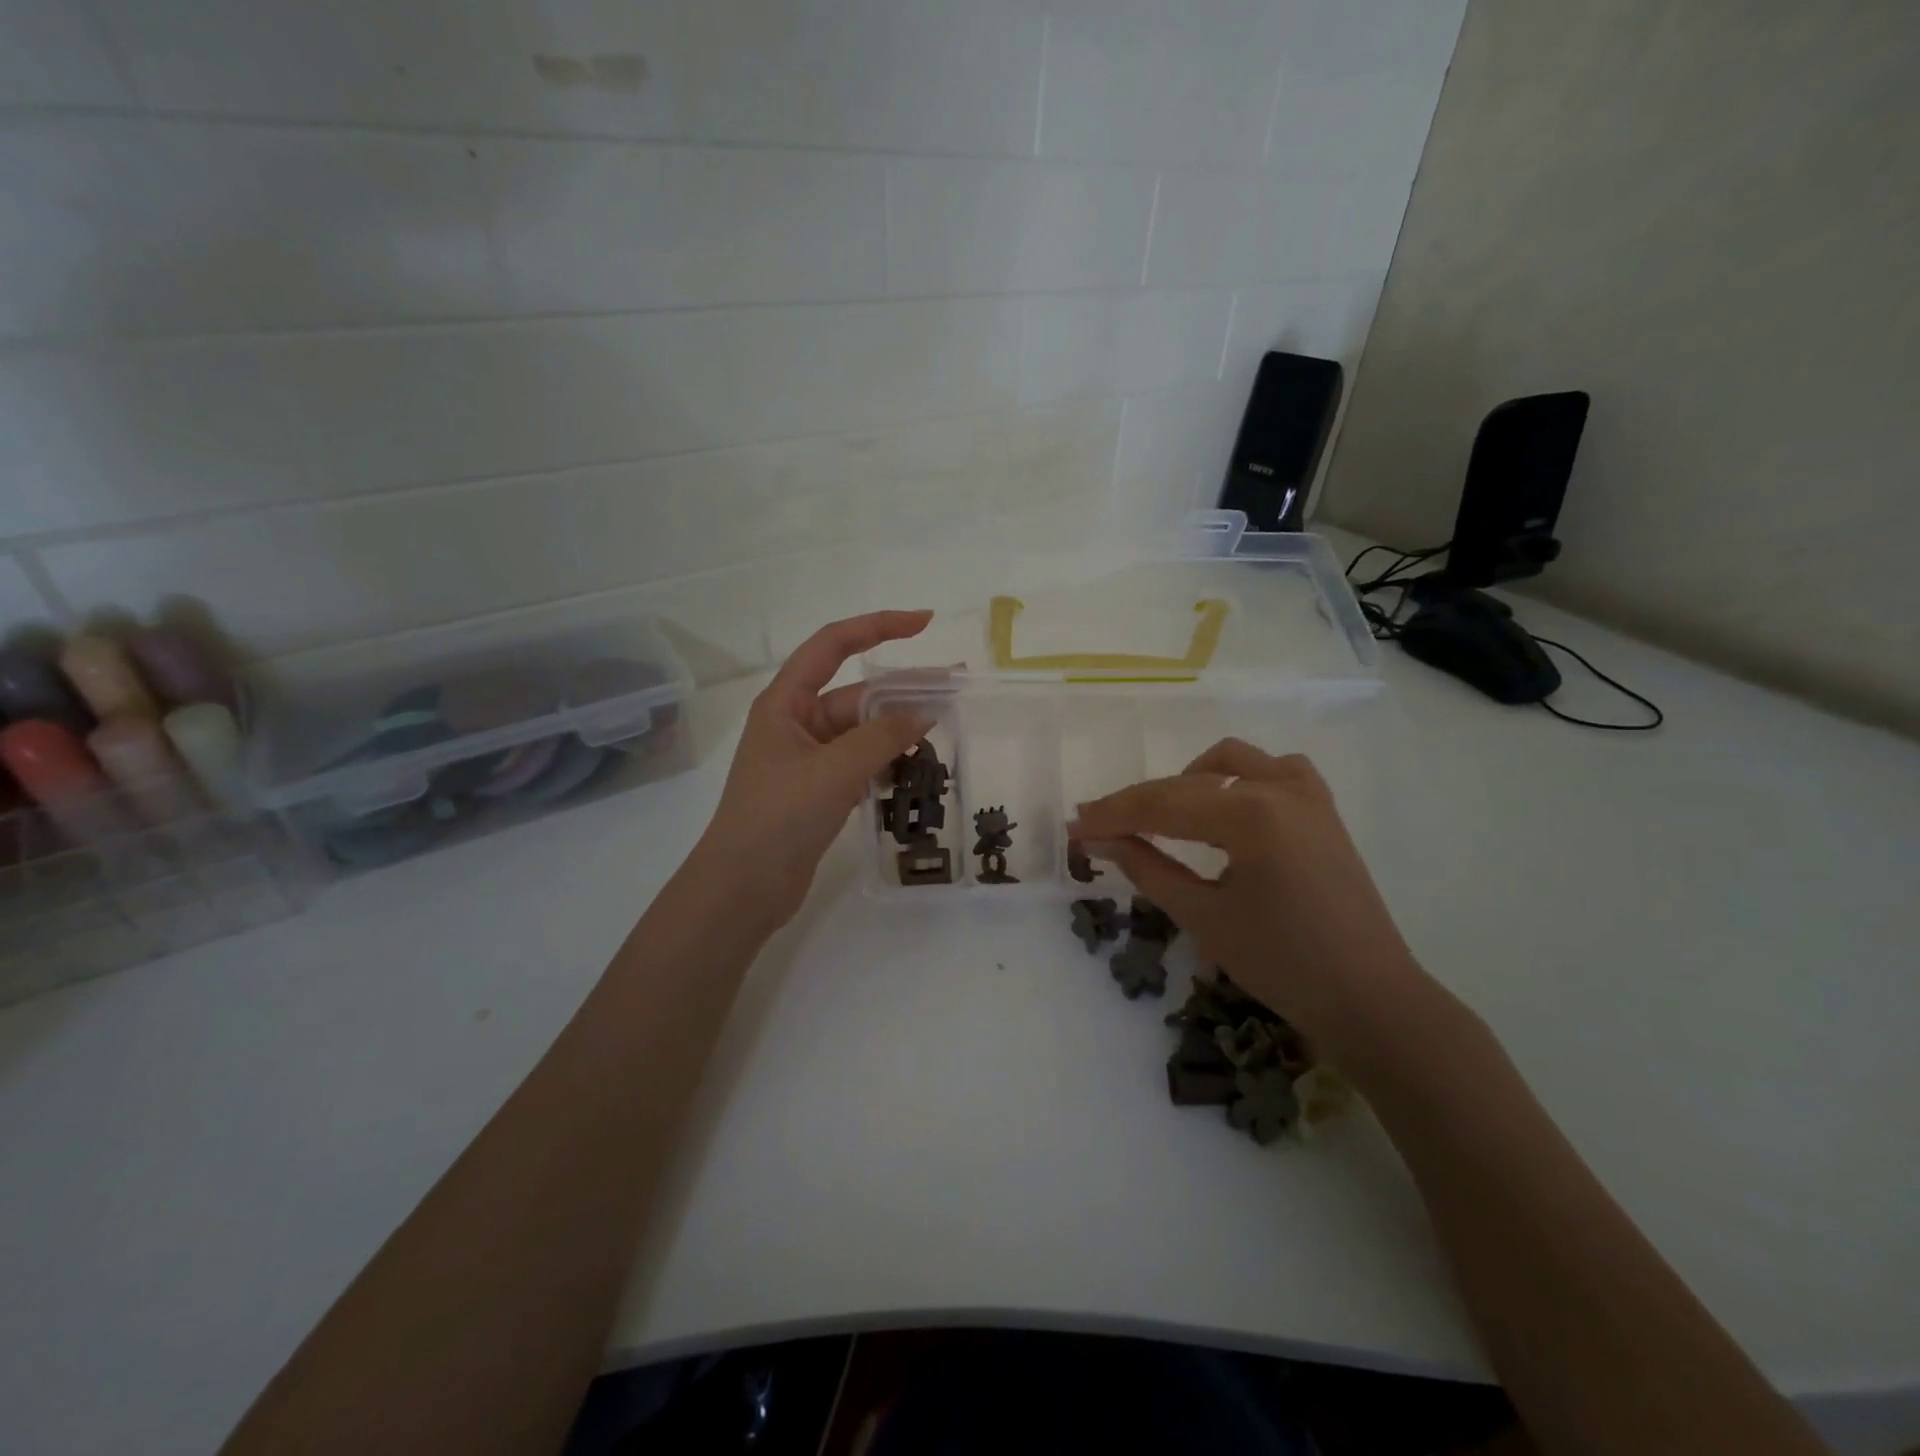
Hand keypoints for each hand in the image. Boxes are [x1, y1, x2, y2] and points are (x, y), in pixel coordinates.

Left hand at [693, 611, 934, 932]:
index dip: (878, 626)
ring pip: (862, 733)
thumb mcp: (834, 770)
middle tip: (954, 688)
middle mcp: (796, 724)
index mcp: (786, 703)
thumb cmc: (779, 816)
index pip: (833, 645)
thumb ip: (882, 738)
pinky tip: (918, 771)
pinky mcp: (819, 791)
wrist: (743, 888)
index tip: (924, 623)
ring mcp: (808, 760)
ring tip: (945, 735)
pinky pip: (861, 764)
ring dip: (898, 732)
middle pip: (856, 694)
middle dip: (902, 690)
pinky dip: (887, 763)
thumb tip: (923, 715)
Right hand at [1068, 738, 1432, 1068]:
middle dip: (1138, 802)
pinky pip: (1274, 771)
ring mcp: (1307, 795)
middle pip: (1188, 783)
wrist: (1369, 999)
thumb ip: (1146, 868)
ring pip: (1230, 762)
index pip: (1163, 806)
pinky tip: (1226, 806)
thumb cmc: (1282, 964)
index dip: (1112, 816)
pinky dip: (1240, 778)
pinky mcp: (1322, 810)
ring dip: (1188, 781)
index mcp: (1252, 815)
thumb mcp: (1203, 916)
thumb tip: (1097, 839)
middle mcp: (1280, 789)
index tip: (1072, 827)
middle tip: (1096, 826)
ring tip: (1162, 817)